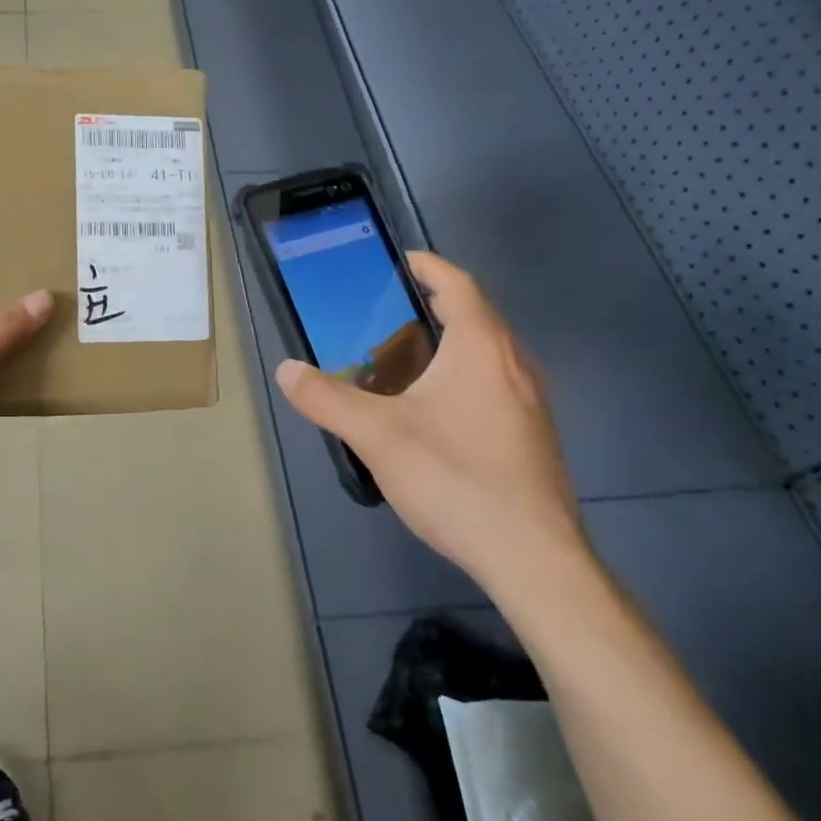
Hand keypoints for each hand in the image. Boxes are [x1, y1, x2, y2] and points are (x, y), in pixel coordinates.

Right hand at [275, 252, 587, 592]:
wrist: (532, 557)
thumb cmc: (455, 478)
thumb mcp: (377, 436)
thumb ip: (327, 399)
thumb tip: (287, 370)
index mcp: (482, 347)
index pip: (458, 284)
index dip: (428, 266)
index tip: (398, 262)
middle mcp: (515, 363)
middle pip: (475, 315)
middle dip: (432, 305)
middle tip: (383, 316)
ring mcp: (531, 400)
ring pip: (487, 352)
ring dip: (448, 342)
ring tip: (401, 360)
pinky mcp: (533, 434)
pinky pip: (495, 382)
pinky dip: (463, 375)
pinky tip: (432, 411)